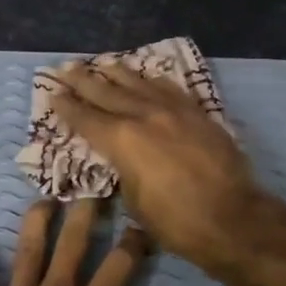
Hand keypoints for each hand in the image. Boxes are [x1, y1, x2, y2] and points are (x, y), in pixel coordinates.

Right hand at [49, 61, 265, 271]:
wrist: (232, 219)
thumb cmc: (176, 222)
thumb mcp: (134, 201)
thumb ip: (124, 171)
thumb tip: (123, 160)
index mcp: (122, 141)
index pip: (86, 119)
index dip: (67, 107)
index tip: (53, 93)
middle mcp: (145, 117)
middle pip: (107, 93)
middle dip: (84, 81)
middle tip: (66, 68)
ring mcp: (174, 112)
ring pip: (140, 84)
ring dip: (117, 73)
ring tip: (103, 62)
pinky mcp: (198, 114)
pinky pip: (170, 89)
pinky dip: (153, 81)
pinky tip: (147, 76)